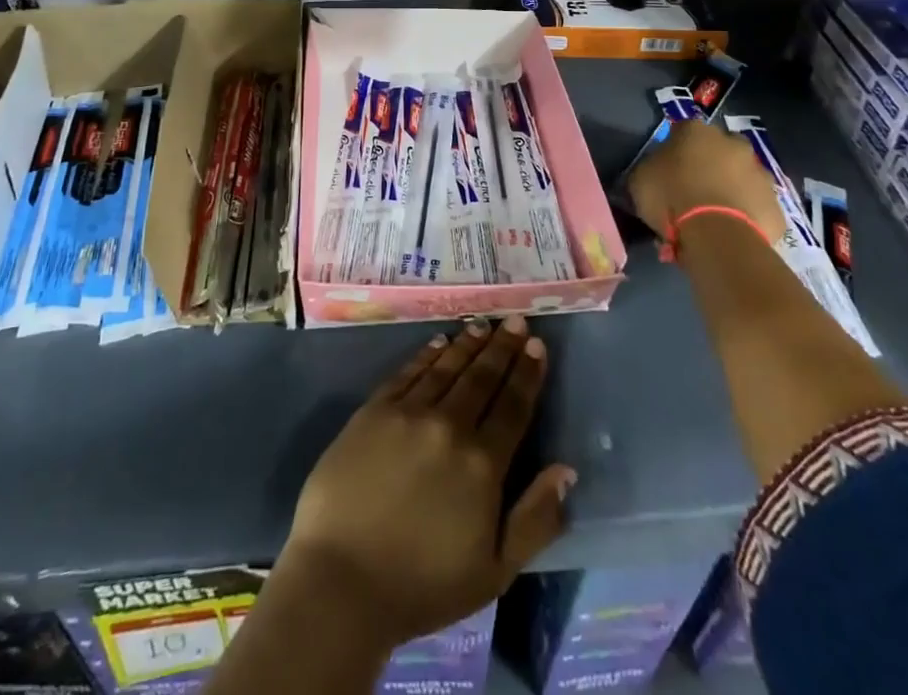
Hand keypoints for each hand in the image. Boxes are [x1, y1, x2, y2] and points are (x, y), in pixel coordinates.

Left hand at [279, 317, 575, 647]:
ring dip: (469, 343)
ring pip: (447, 367)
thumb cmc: (423, 585)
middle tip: (516, 321)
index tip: (537, 345)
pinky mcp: (373, 410)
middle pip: (482, 377)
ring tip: (484, 324)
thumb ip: (535, 519)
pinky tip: (439, 342)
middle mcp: (449, 426)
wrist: (342, 580)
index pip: (513, 406)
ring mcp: (408, 413)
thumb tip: (566, 470)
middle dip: (503, 347)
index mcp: (483, 464)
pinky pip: (408, 372)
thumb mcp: (495, 571)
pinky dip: (427, 354)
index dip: (527, 374)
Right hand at [626, 120, 786, 244]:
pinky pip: (756, 206)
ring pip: (743, 176)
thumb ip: (651, 168)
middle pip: (720, 148)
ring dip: (732, 187)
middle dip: (711, 163)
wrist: (718, 236)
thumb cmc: (672, 198)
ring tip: (715, 214)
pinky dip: (747, 214)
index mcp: (696, 131)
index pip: (682, 130)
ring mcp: (759, 174)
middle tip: (694, 188)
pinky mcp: (775, 206)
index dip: (674, 148)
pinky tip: (732, 231)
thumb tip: (657, 171)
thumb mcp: (641, 179)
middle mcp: (733, 144)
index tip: (667, 167)